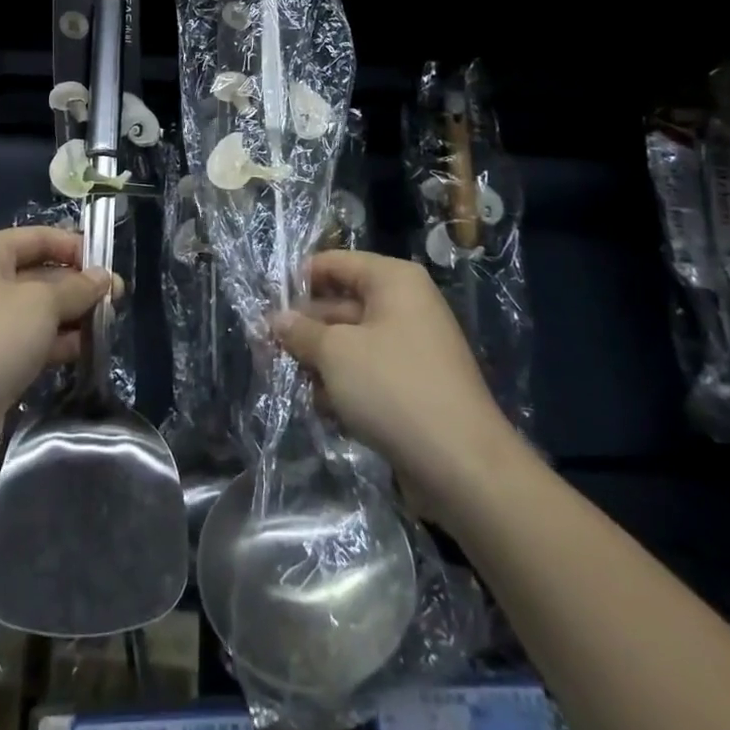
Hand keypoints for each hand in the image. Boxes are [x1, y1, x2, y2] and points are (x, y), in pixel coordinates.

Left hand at [0, 226, 111, 464]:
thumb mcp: (43, 304)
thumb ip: (78, 287)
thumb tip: (102, 278)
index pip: (39, 237)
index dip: (75, 247)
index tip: (108, 266)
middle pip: (39, 273)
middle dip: (78, 285)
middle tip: (117, 298)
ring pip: (37, 310)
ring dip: (71, 315)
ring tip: (107, 324)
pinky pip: (29, 339)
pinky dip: (55, 342)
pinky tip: (84, 350)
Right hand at [272, 250, 516, 503]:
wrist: (462, 466)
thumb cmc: (393, 388)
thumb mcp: (335, 354)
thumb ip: (301, 332)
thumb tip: (277, 320)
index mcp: (393, 281)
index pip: (335, 263)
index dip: (299, 280)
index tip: (266, 305)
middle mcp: (405, 305)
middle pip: (341, 304)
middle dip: (306, 328)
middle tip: (267, 348)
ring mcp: (412, 347)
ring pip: (351, 342)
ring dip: (321, 362)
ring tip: (293, 382)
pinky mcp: (414, 385)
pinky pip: (368, 372)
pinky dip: (345, 385)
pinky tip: (324, 408)